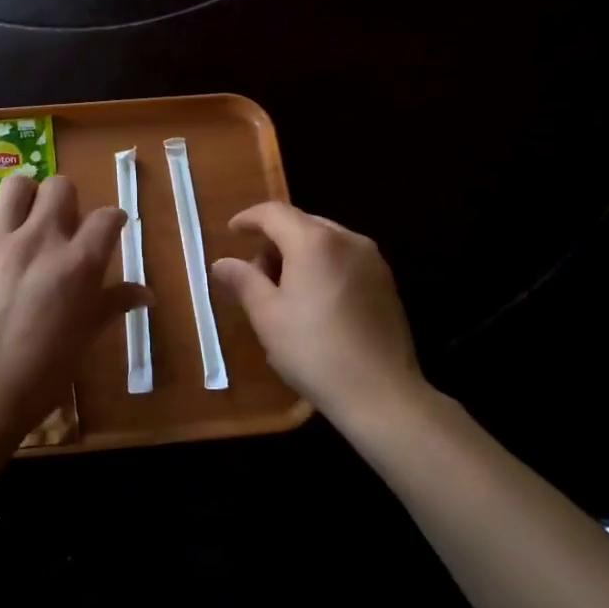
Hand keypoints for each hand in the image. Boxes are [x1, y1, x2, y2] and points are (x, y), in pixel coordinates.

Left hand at [0, 173, 148, 443]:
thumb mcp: (86, 336)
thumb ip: (114, 304)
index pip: (107, 217)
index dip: (113, 221)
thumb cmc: (43, 372)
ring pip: (17, 185)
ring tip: (26, 220)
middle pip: (61, 187)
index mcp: (79, 263)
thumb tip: (148, 294)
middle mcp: (42, 240)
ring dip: (27, 198)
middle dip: (68, 201)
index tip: (110, 230)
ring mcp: (0, 241)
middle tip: (63, 226)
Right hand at [210, 202, 430, 426]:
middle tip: (255, 273)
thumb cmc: (314, 351)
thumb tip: (221, 263)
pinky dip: (323, 266)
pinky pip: (345, 258)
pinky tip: (315, 301)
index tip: (231, 232)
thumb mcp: (267, 316)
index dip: (248, 218)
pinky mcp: (387, 282)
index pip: (274, 213)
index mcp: (314, 241)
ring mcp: (372, 260)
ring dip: (299, 253)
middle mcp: (347, 239)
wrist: (382, 394)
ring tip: (284, 291)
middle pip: (301, 223)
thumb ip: (243, 281)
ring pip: (325, 240)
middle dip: (274, 240)